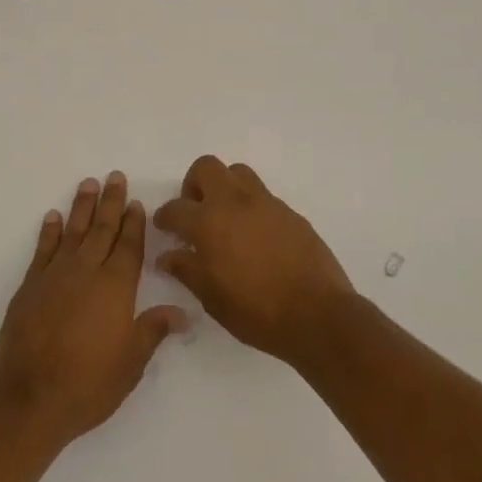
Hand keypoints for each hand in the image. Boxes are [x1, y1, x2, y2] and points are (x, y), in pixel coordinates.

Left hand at [0, 172, 186, 445]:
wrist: (29, 398)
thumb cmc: (88, 384)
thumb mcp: (131, 363)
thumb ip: (154, 330)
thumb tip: (184, 312)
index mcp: (115, 287)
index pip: (129, 246)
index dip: (134, 223)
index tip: (136, 201)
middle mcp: (87, 271)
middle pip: (102, 229)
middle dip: (111, 202)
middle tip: (115, 177)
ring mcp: (55, 275)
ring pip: (73, 232)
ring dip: (82, 207)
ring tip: (88, 184)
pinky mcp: (30, 286)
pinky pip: (43, 249)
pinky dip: (48, 231)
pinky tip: (52, 217)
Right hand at [153, 156, 354, 363]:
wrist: (317, 314)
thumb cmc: (256, 311)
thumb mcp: (211, 297)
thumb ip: (186, 270)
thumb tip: (166, 257)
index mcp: (208, 222)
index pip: (176, 208)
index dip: (164, 216)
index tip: (164, 226)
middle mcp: (234, 202)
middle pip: (206, 167)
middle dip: (194, 185)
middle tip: (195, 212)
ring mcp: (265, 203)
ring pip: (237, 172)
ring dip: (225, 187)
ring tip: (225, 217)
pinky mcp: (290, 212)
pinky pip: (263, 195)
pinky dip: (251, 206)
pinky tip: (255, 235)